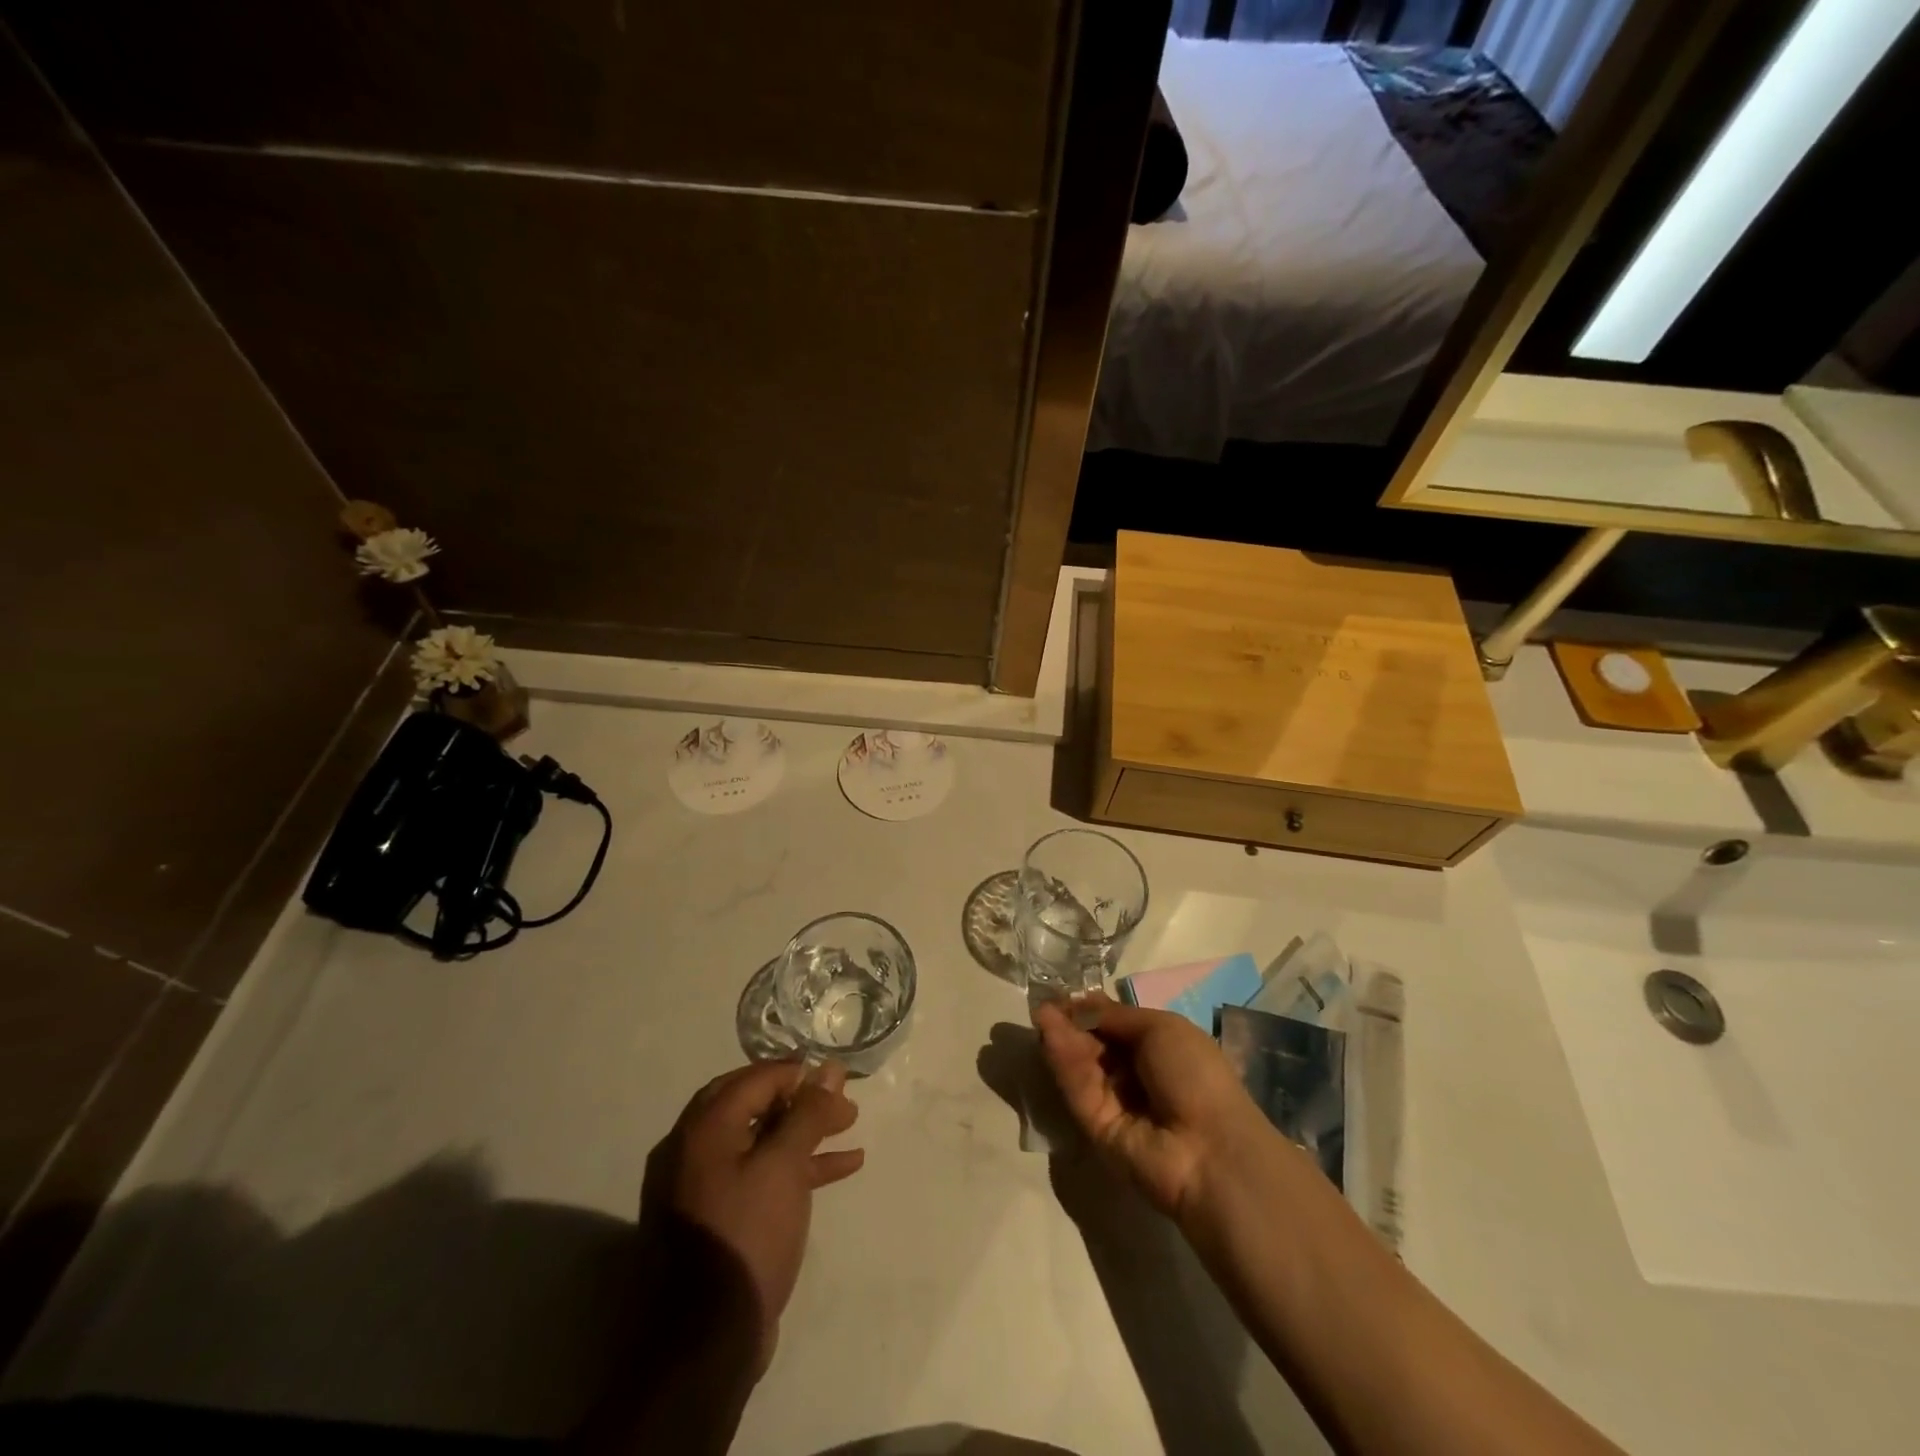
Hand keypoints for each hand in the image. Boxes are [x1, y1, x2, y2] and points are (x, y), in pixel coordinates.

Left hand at [641, 1060, 863, 1372]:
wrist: (705, 1344)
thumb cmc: (746, 1236)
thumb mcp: (784, 1167)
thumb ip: (808, 1113)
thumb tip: (829, 1069)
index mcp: (703, 1129)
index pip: (754, 1079)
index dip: (797, 1072)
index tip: (834, 1077)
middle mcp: (693, 1149)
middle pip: (755, 1105)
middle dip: (802, 1100)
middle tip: (842, 1102)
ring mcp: (701, 1187)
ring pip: (759, 1141)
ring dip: (804, 1132)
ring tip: (849, 1128)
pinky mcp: (715, 1219)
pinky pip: (757, 1175)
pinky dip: (794, 1167)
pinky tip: (840, 1168)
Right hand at [1033, 993, 1270, 1224]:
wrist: (1209, 1149)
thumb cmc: (1195, 1075)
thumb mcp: (1160, 1028)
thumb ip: (1114, 1016)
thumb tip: (1078, 1002)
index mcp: (1159, 1049)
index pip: (1115, 1025)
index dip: (1091, 1009)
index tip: (1064, 995)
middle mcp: (1136, 1075)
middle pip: (1095, 1044)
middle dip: (1071, 1022)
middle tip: (1045, 1003)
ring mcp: (1115, 1103)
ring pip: (1083, 1065)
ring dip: (1062, 1038)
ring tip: (1041, 1014)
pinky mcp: (1096, 1127)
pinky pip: (1079, 1089)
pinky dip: (1064, 1062)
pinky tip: (1049, 1035)